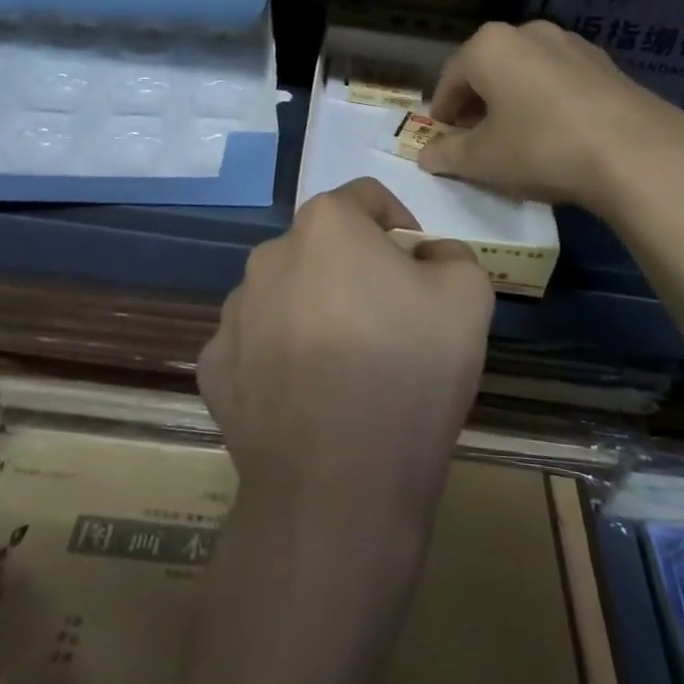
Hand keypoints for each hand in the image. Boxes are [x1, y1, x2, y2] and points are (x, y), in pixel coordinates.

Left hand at [200, 178, 494, 524]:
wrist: (339, 485)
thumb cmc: (409, 371)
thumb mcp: (469, 295)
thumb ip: (451, 253)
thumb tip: (425, 256)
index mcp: (326, 225)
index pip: (366, 198)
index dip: (399, 225)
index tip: (417, 267)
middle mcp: (269, 254)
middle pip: (323, 247)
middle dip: (355, 270)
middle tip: (388, 321)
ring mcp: (234, 313)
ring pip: (286, 294)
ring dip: (314, 311)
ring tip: (346, 367)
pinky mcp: (214, 366)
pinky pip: (256, 346)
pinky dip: (280, 358)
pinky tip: (307, 399)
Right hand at [419, 19, 683, 217]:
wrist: (636, 153)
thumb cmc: (541, 148)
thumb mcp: (483, 160)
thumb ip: (448, 155)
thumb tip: (427, 156)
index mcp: (488, 46)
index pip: (449, 78)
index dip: (442, 112)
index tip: (443, 140)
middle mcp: (527, 32)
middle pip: (488, 69)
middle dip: (477, 103)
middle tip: (476, 139)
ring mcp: (571, 43)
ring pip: (526, 71)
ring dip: (513, 99)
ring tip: (518, 136)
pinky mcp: (605, 62)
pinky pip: (560, 79)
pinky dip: (547, 100)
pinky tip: (557, 132)